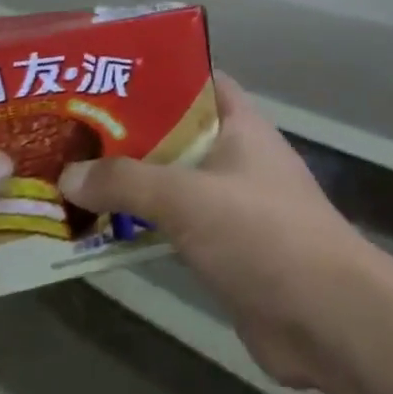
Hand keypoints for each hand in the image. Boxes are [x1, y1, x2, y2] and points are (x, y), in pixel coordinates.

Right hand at [60, 74, 375, 388]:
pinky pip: (175, 227)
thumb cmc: (262, 234)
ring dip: (129, 185)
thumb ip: (128, 181)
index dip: (155, 76)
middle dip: (128, 135)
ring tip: (69, 179)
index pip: (197, 82)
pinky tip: (97, 232)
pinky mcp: (225, 249)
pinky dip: (142, 226)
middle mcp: (236, 157)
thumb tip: (68, 173)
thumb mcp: (189, 196)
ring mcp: (232, 205)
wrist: (325, 317)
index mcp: (240, 124)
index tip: (105, 80)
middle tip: (69, 133)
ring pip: (172, 183)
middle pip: (176, 134)